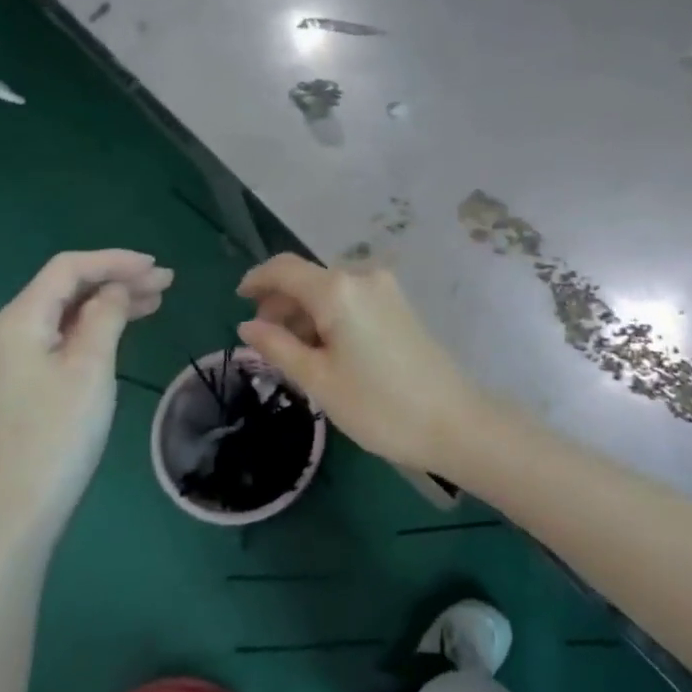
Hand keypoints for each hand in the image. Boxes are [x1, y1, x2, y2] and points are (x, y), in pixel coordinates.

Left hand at [0, 250, 172, 540]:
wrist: (15, 511)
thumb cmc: (57, 434)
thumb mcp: (90, 368)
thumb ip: (105, 316)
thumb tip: (115, 288)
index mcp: (21, 319)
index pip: (69, 269)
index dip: (114, 261)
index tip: (157, 267)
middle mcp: (12, 331)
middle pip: (67, 288)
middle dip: (116, 279)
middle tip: (166, 284)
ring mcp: (15, 359)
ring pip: (67, 314)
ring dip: (109, 303)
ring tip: (155, 302)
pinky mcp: (24, 384)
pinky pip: (63, 339)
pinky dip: (96, 328)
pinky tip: (122, 331)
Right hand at [236, 255, 482, 473]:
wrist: (454, 422)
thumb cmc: (378, 405)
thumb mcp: (318, 380)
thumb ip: (277, 346)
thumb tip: (247, 326)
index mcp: (337, 289)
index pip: (284, 269)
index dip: (257, 280)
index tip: (237, 300)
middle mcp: (362, 277)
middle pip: (308, 279)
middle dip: (281, 303)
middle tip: (265, 341)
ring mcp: (386, 289)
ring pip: (331, 291)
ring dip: (306, 313)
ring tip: (295, 354)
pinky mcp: (400, 306)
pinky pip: (353, 300)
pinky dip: (331, 316)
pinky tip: (326, 350)